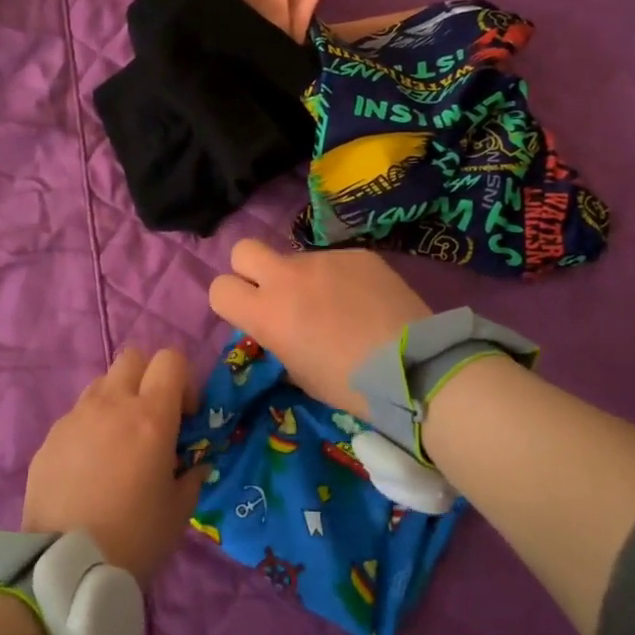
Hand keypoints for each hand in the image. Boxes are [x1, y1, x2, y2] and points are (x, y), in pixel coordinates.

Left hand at [22, 347, 207, 586]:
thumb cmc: (135, 538)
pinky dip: (89, 429)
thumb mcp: (178, 511)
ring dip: (117, 401)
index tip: (184, 416)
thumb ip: (191, 476)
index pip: (171, 359)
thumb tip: (196, 464)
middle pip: (133, 358)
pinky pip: (76, 417)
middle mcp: (111, 404)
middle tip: (152, 420)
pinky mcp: (49, 438)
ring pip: (102, 384)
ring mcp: (75, 417)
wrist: (65, 567)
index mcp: (151, 416)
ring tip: (118, 445)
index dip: (183, 380)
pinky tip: (89, 469)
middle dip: (148, 378)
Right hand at [208, 240, 430, 416]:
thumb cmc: (350, 385)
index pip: (220, 288)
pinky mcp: (356, 254)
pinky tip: (365, 302)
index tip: (248, 314)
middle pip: (244, 250)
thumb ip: (278, 341)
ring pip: (296, 258)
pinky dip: (340, 278)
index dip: (230, 301)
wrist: (414, 366)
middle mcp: (287, 277)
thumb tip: (279, 328)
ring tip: (337, 306)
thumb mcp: (300, 374)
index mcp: (267, 313)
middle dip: (251, 269)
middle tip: (275, 294)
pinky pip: (335, 261)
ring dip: (304, 278)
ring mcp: (324, 259)